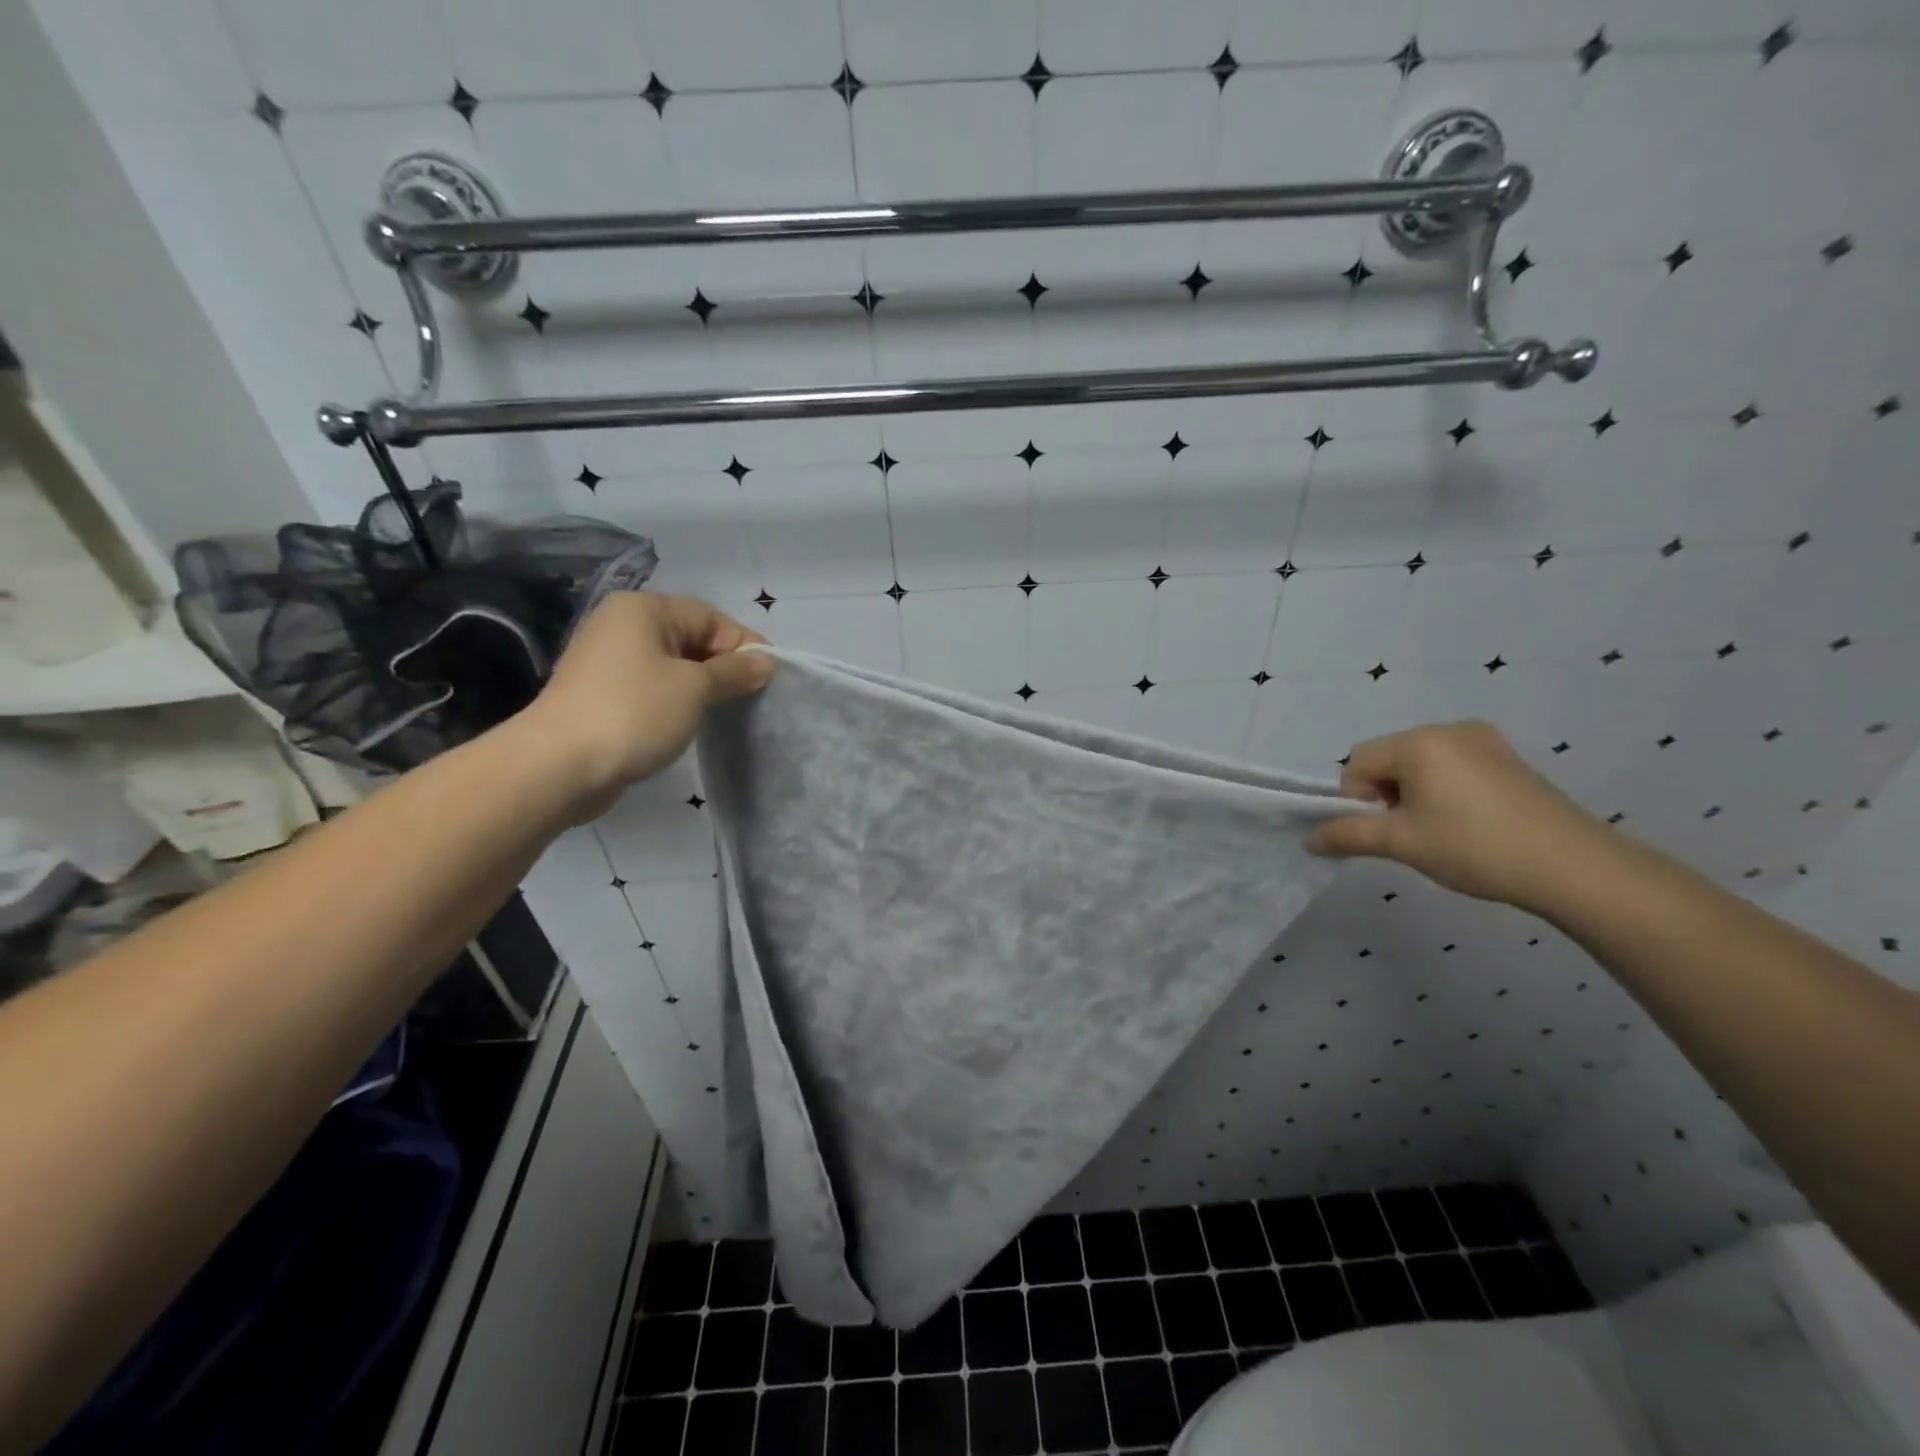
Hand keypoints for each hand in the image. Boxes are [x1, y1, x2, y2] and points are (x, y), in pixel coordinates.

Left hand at [517, 592, 773, 821]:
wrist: (559, 765)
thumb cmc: (635, 712)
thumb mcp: (696, 688)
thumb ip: (735, 672)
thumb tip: (766, 663)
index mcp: (644, 609)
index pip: (711, 618)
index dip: (744, 646)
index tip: (770, 678)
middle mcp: (622, 625)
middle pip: (691, 638)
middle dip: (724, 667)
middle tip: (751, 698)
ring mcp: (607, 660)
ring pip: (672, 666)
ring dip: (701, 687)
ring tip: (725, 713)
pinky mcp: (601, 694)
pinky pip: (652, 687)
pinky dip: (675, 701)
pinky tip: (690, 723)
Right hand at [1306, 721, 1608, 911]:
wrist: (1575, 867)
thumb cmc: (1476, 848)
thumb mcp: (1402, 843)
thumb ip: (1348, 834)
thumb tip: (1309, 840)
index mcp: (1419, 741)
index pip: (1357, 762)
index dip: (1356, 800)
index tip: (1383, 832)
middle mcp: (1448, 729)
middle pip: (1388, 759)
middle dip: (1385, 796)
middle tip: (1410, 835)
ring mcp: (1484, 740)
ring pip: (1420, 764)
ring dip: (1413, 795)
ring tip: (1439, 832)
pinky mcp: (1508, 758)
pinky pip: (1452, 766)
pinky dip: (1443, 791)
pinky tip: (1466, 823)